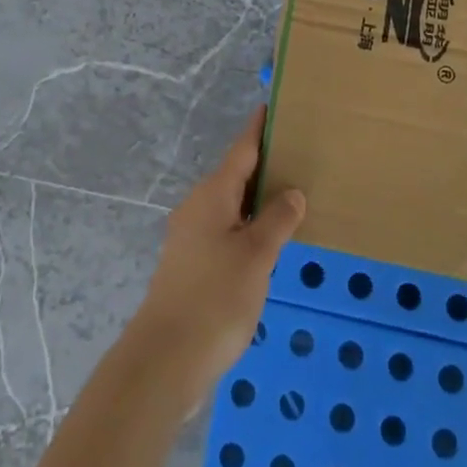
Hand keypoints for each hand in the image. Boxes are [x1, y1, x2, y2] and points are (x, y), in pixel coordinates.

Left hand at [128, 106, 305, 412]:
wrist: (165, 359)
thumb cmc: (215, 298)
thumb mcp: (256, 256)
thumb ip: (277, 220)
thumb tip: (292, 192)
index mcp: (213, 195)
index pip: (242, 149)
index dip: (259, 129)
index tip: (274, 106)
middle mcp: (199, 207)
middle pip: (236, 175)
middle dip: (265, 164)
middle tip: (300, 154)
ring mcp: (192, 237)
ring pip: (232, 206)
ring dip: (258, 199)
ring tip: (293, 195)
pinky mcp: (192, 265)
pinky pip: (227, 231)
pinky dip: (249, 226)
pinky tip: (270, 241)